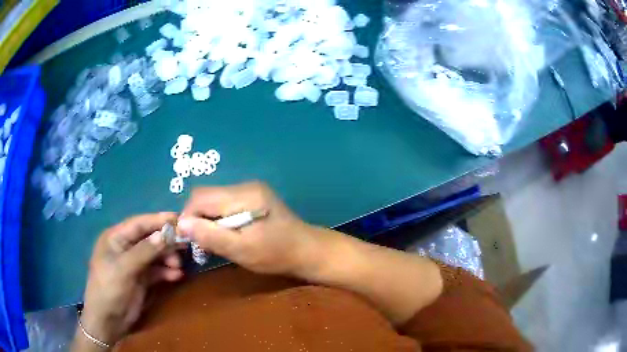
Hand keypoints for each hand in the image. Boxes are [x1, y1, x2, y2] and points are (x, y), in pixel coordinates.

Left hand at [77, 213, 183, 346]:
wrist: (108, 321)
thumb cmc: (109, 288)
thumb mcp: (124, 268)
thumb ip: (144, 251)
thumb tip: (166, 234)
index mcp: (115, 238)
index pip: (139, 223)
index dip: (158, 220)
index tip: (179, 219)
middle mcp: (125, 247)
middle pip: (149, 238)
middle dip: (166, 241)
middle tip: (185, 245)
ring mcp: (133, 263)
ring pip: (155, 254)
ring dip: (168, 258)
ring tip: (179, 266)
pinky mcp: (141, 278)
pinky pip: (157, 270)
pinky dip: (167, 272)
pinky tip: (176, 276)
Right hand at [177, 182, 320, 275]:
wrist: (308, 251)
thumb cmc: (276, 254)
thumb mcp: (241, 250)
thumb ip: (211, 236)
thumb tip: (181, 224)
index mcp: (244, 196)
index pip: (201, 197)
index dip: (188, 217)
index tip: (189, 239)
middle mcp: (245, 186)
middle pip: (206, 196)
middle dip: (197, 218)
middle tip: (201, 242)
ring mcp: (250, 190)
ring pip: (214, 200)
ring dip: (207, 219)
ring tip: (213, 240)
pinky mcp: (252, 198)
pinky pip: (224, 204)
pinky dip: (218, 219)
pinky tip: (225, 234)